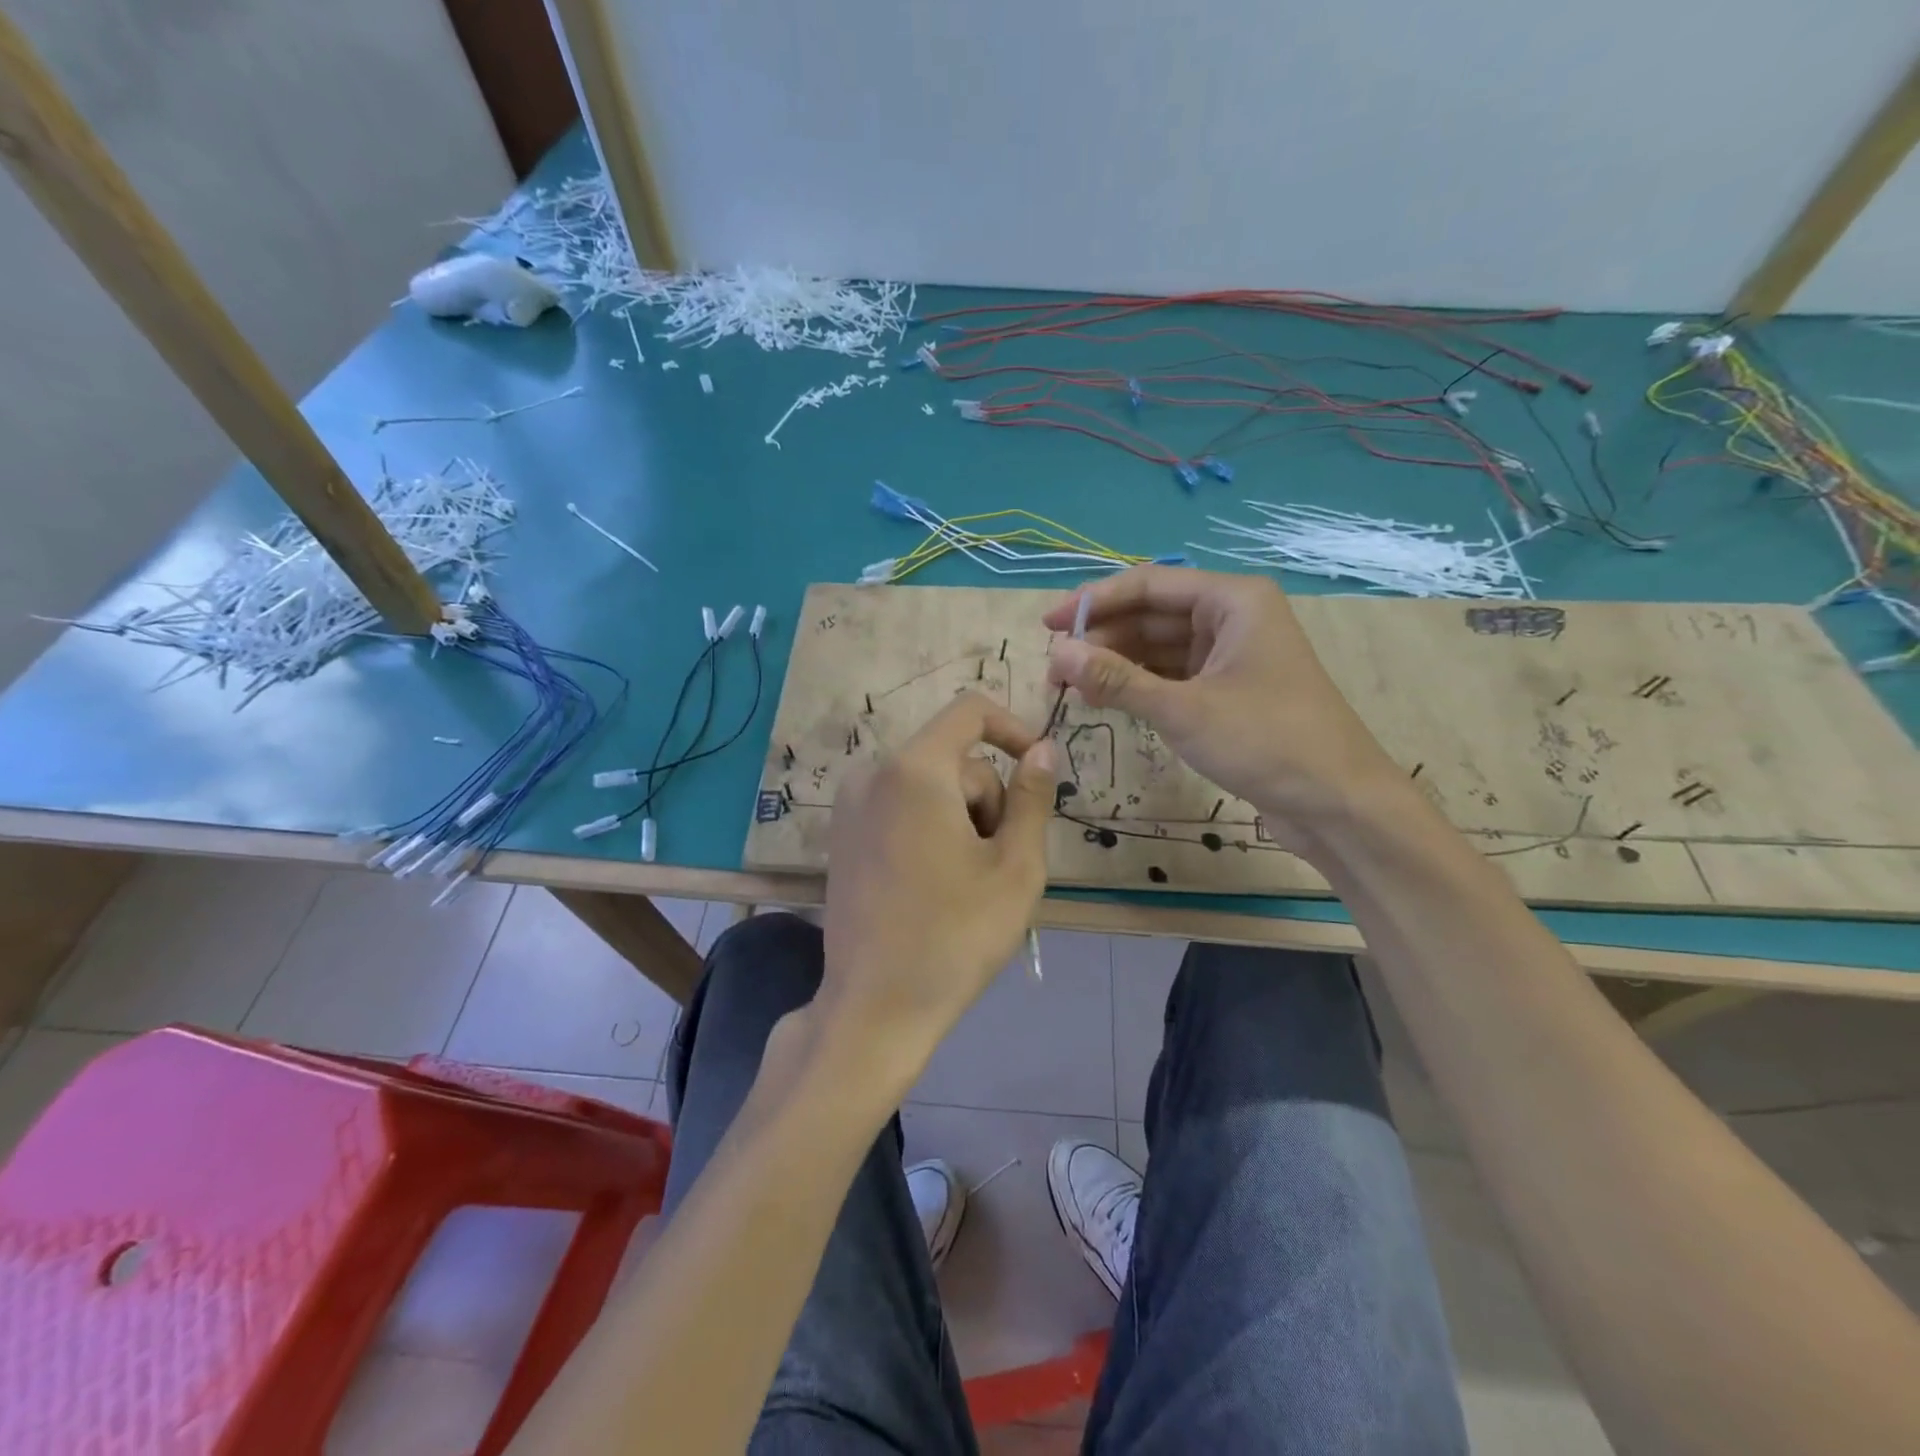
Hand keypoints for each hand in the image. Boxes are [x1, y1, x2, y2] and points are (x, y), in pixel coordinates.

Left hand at [817, 692, 1058, 1083]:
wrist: (875, 1007)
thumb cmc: (955, 936)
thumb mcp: (1015, 867)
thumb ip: (1032, 797)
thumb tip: (1042, 749)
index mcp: (914, 770)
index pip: (970, 711)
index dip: (1014, 729)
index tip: (1038, 771)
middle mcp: (873, 773)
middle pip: (954, 760)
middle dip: (987, 800)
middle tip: (998, 865)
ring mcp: (850, 805)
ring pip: (930, 786)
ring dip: (961, 820)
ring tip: (967, 882)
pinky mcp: (842, 834)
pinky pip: (902, 807)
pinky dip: (930, 829)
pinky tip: (934, 884)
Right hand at [1044, 565, 1403, 848]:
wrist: (1338, 803)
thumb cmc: (1266, 741)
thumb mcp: (1183, 709)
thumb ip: (1117, 679)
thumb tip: (1058, 655)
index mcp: (1233, 600)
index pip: (1148, 585)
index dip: (1093, 603)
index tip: (1047, 626)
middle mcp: (1233, 618)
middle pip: (1152, 615)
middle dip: (1102, 640)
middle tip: (1054, 671)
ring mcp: (1232, 656)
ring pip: (1160, 648)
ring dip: (1117, 665)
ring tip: (1071, 689)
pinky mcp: (1229, 691)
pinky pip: (1173, 675)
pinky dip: (1139, 686)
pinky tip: (1107, 701)